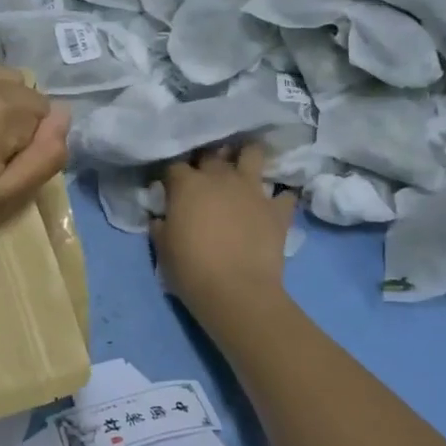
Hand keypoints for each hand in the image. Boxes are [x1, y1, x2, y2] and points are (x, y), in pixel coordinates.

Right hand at [153, 144, 294, 318]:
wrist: (236, 292)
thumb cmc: (191, 268)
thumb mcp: (162, 247)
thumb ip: (161, 224)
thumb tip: (162, 216)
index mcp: (187, 184)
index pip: (174, 165)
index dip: (171, 175)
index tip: (170, 187)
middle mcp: (220, 177)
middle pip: (212, 153)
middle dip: (206, 159)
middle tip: (205, 175)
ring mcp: (252, 190)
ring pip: (252, 154)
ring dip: (246, 157)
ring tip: (243, 167)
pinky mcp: (276, 209)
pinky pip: (284, 194)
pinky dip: (279, 197)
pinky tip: (274, 204)